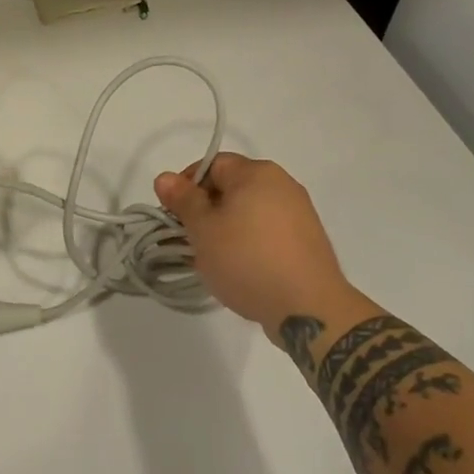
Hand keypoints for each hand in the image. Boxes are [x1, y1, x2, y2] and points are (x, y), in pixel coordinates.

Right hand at [153, 153, 354, 333]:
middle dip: (207, 211)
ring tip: (216, 260)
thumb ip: (183, 200)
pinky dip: (251, 243)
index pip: (212, 165)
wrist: (309, 309)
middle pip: (232, 187)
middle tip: (192, 240)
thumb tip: (164, 177)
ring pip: (250, 211)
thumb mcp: (204, 230)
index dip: (187, 186)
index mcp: (257, 172)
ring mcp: (300, 212)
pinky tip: (243, 270)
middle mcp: (282, 183)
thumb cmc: (248, 260)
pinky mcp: (308, 240)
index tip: (175, 216)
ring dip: (228, 229)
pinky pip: (269, 231)